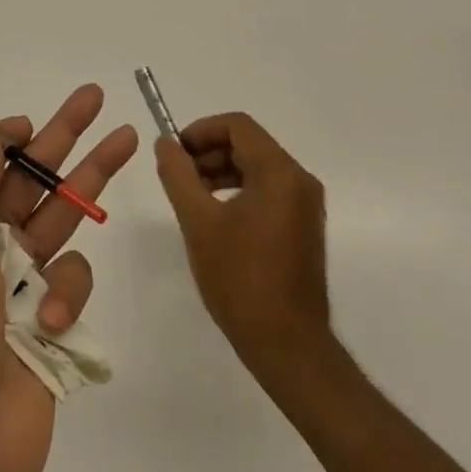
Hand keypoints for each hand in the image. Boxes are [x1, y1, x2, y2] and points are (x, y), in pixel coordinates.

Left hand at [0, 85, 136, 471]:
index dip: (9, 140)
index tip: (34, 120)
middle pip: (33, 181)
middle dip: (65, 138)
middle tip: (97, 99)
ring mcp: (21, 286)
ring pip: (64, 220)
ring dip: (90, 183)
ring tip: (126, 142)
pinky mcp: (52, 322)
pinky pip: (73, 284)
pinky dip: (66, 296)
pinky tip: (49, 323)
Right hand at [156, 113, 333, 382]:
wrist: (288, 346)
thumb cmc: (240, 280)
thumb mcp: (198, 222)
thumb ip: (178, 175)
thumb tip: (165, 142)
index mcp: (280, 173)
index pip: (237, 126)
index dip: (200, 130)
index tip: (173, 152)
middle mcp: (299, 181)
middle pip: (248, 144)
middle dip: (208, 152)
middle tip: (176, 175)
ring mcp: (305, 205)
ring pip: (257, 167)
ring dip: (220, 171)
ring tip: (190, 195)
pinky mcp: (303, 226)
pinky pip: (267, 190)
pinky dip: (237, 190)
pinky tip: (214, 216)